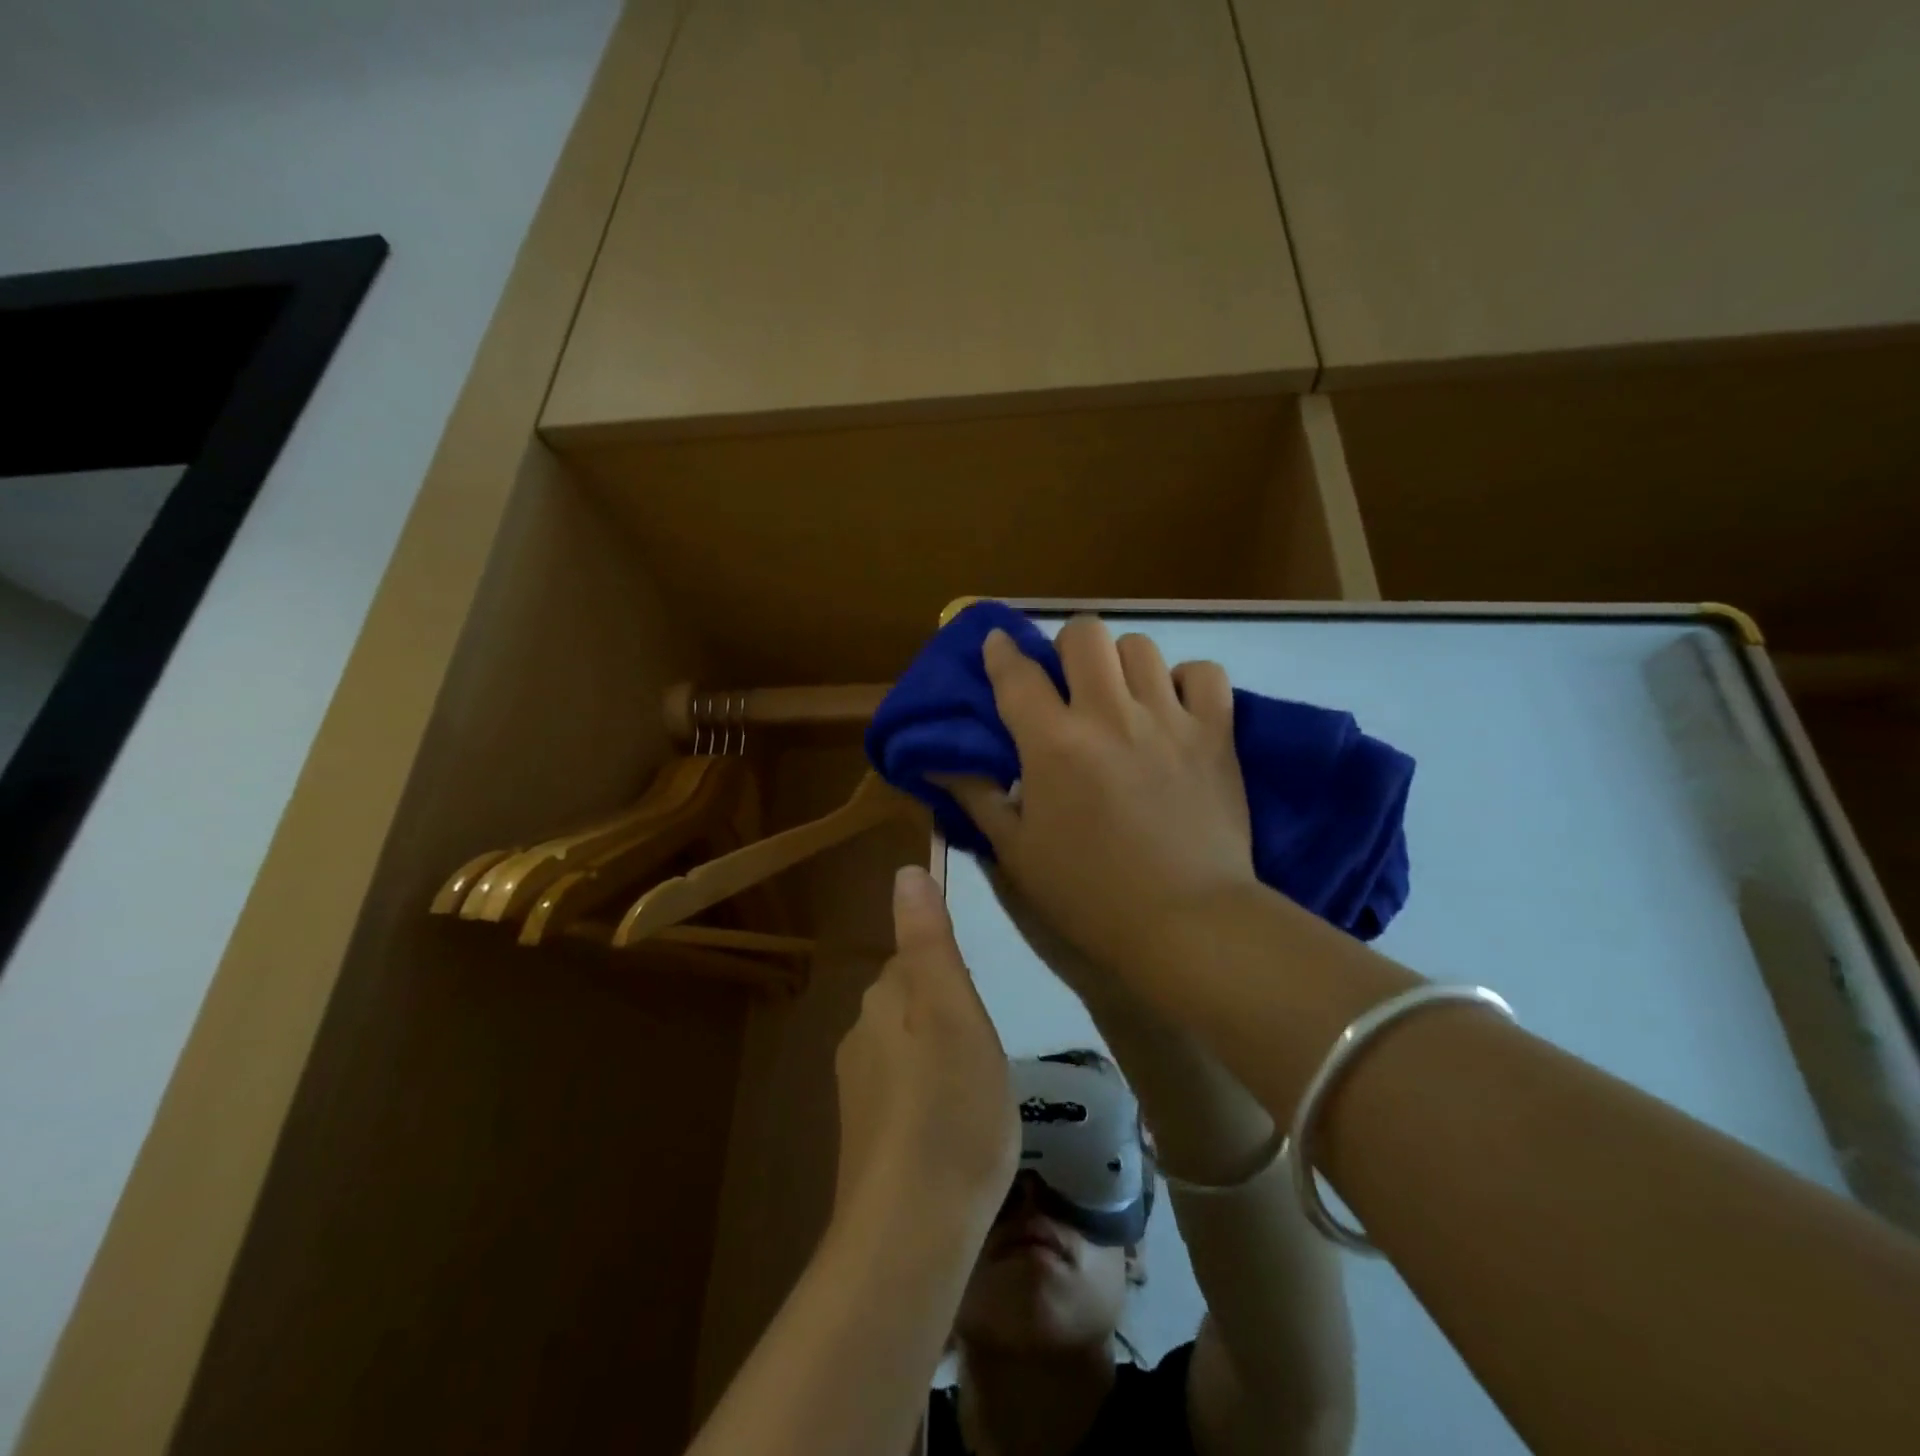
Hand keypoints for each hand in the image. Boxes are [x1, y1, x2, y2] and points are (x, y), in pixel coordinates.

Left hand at [832, 865, 1018, 1232]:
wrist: (911, 1228)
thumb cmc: (949, 1104)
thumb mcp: (953, 1008)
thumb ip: (929, 940)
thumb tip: (905, 871)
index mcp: (882, 1000)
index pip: (913, 960)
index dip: (951, 976)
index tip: (980, 1006)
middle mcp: (859, 1037)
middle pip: (908, 1004)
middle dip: (945, 1015)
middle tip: (987, 1052)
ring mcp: (857, 1093)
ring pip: (906, 1052)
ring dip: (939, 1060)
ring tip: (977, 1096)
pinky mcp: (865, 1141)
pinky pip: (903, 1099)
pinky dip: (928, 1102)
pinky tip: (954, 1135)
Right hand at [942, 615, 1258, 991]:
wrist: (1186, 922)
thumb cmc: (1089, 894)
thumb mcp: (1017, 852)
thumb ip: (975, 797)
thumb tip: (936, 761)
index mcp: (1053, 743)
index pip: (1017, 673)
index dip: (1001, 650)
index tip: (998, 642)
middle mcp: (1109, 714)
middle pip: (1084, 633)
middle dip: (1066, 645)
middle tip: (1067, 679)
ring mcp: (1168, 718)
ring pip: (1140, 645)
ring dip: (1120, 661)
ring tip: (1120, 693)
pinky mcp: (1216, 733)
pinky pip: (1205, 673)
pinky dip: (1186, 680)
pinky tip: (1174, 706)